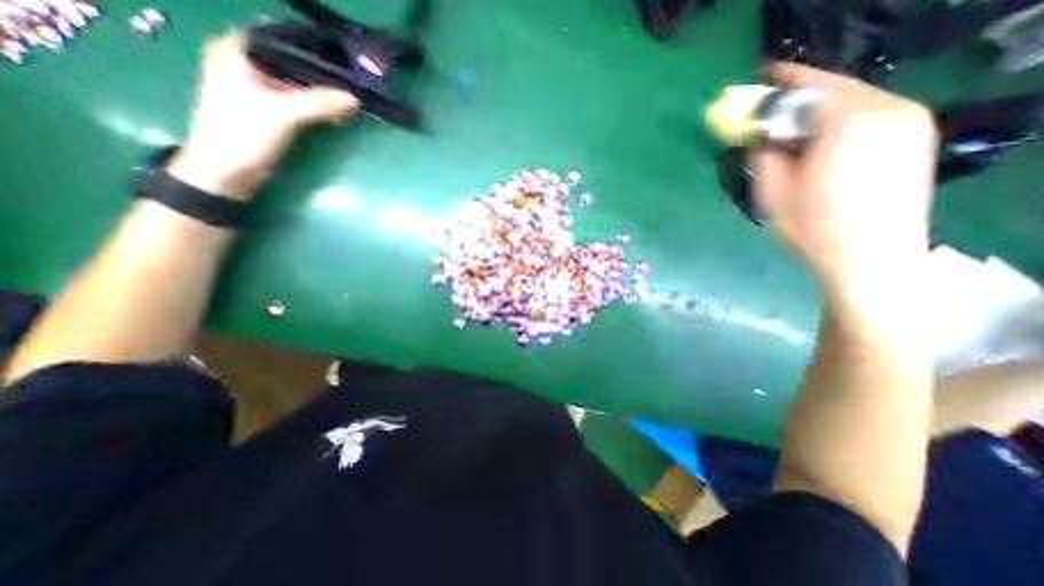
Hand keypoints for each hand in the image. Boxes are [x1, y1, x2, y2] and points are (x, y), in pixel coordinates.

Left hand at [164, 32, 355, 200]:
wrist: (226, 171)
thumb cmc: (243, 134)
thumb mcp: (282, 115)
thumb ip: (318, 104)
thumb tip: (354, 98)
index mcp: (236, 51)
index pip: (279, 36)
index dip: (310, 45)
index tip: (340, 56)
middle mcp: (246, 63)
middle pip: (291, 60)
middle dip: (321, 72)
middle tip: (351, 80)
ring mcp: (258, 87)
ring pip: (296, 81)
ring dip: (322, 91)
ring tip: (348, 98)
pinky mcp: (269, 108)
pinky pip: (298, 99)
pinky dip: (316, 104)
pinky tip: (336, 112)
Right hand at [752, 63, 937, 306]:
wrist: (869, 258)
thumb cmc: (812, 226)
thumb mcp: (772, 191)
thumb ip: (764, 155)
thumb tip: (761, 138)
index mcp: (850, 121)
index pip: (811, 88)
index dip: (783, 80)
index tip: (763, 74)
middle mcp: (889, 109)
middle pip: (837, 89)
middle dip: (802, 94)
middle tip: (774, 105)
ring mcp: (909, 123)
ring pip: (856, 100)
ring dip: (821, 108)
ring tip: (794, 124)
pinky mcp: (915, 139)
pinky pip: (871, 114)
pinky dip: (841, 118)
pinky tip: (821, 139)